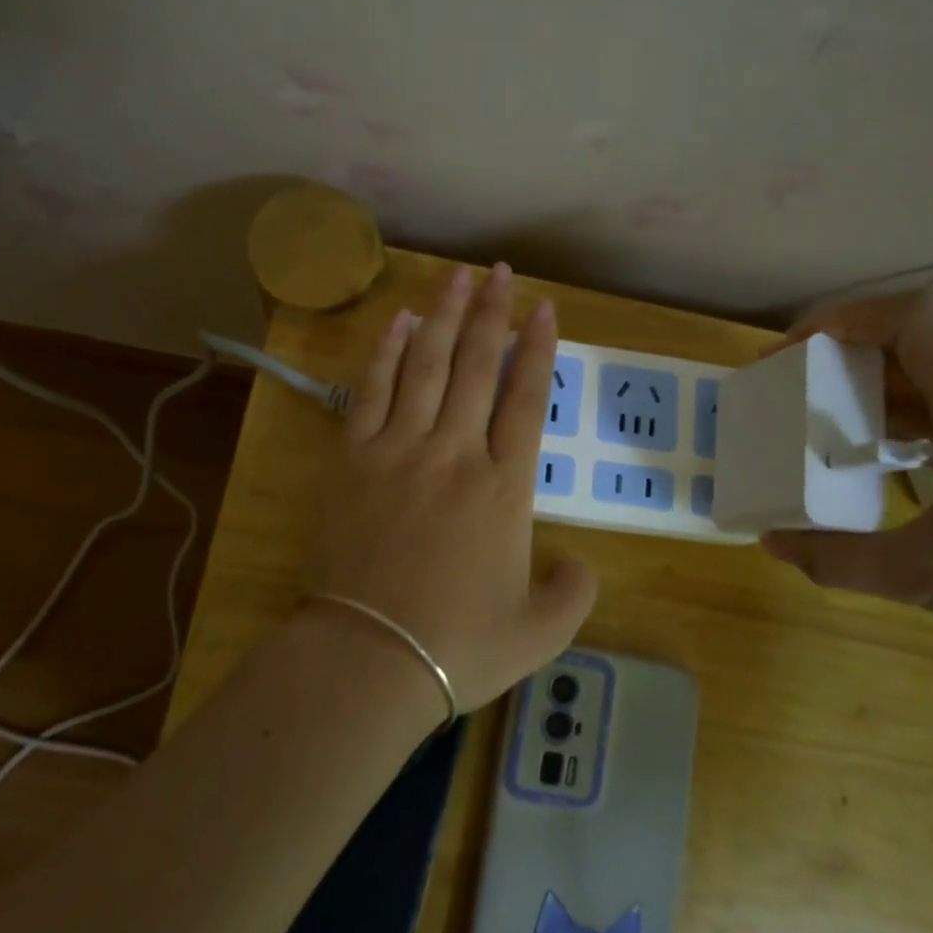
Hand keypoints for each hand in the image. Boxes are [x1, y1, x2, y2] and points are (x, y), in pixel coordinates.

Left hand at [309, 264, 597, 714]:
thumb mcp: (541, 631)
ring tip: (457, 277)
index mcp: (505, 488)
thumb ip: (573, 592)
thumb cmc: (460, 646)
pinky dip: (385, 353)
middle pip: (477, 367)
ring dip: (444, 317)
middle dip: (491, 313)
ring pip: (426, 366)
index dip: (538, 348)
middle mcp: (455, 453)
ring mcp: (399, 450)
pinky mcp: (351, 460)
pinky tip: (398, 322)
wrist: (371, 660)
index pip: (527, 400)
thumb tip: (580, 566)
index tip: (544, 308)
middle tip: (500, 272)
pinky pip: (370, 392)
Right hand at [759, 292, 932, 683]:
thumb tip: (771, 542)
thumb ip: (838, 558)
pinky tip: (881, 460)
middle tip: (791, 388)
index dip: (846, 318)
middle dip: (845, 357)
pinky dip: (907, 420)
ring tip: (822, 424)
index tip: (794, 350)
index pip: (915, 320)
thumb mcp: (926, 579)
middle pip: (918, 346)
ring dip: (875, 391)